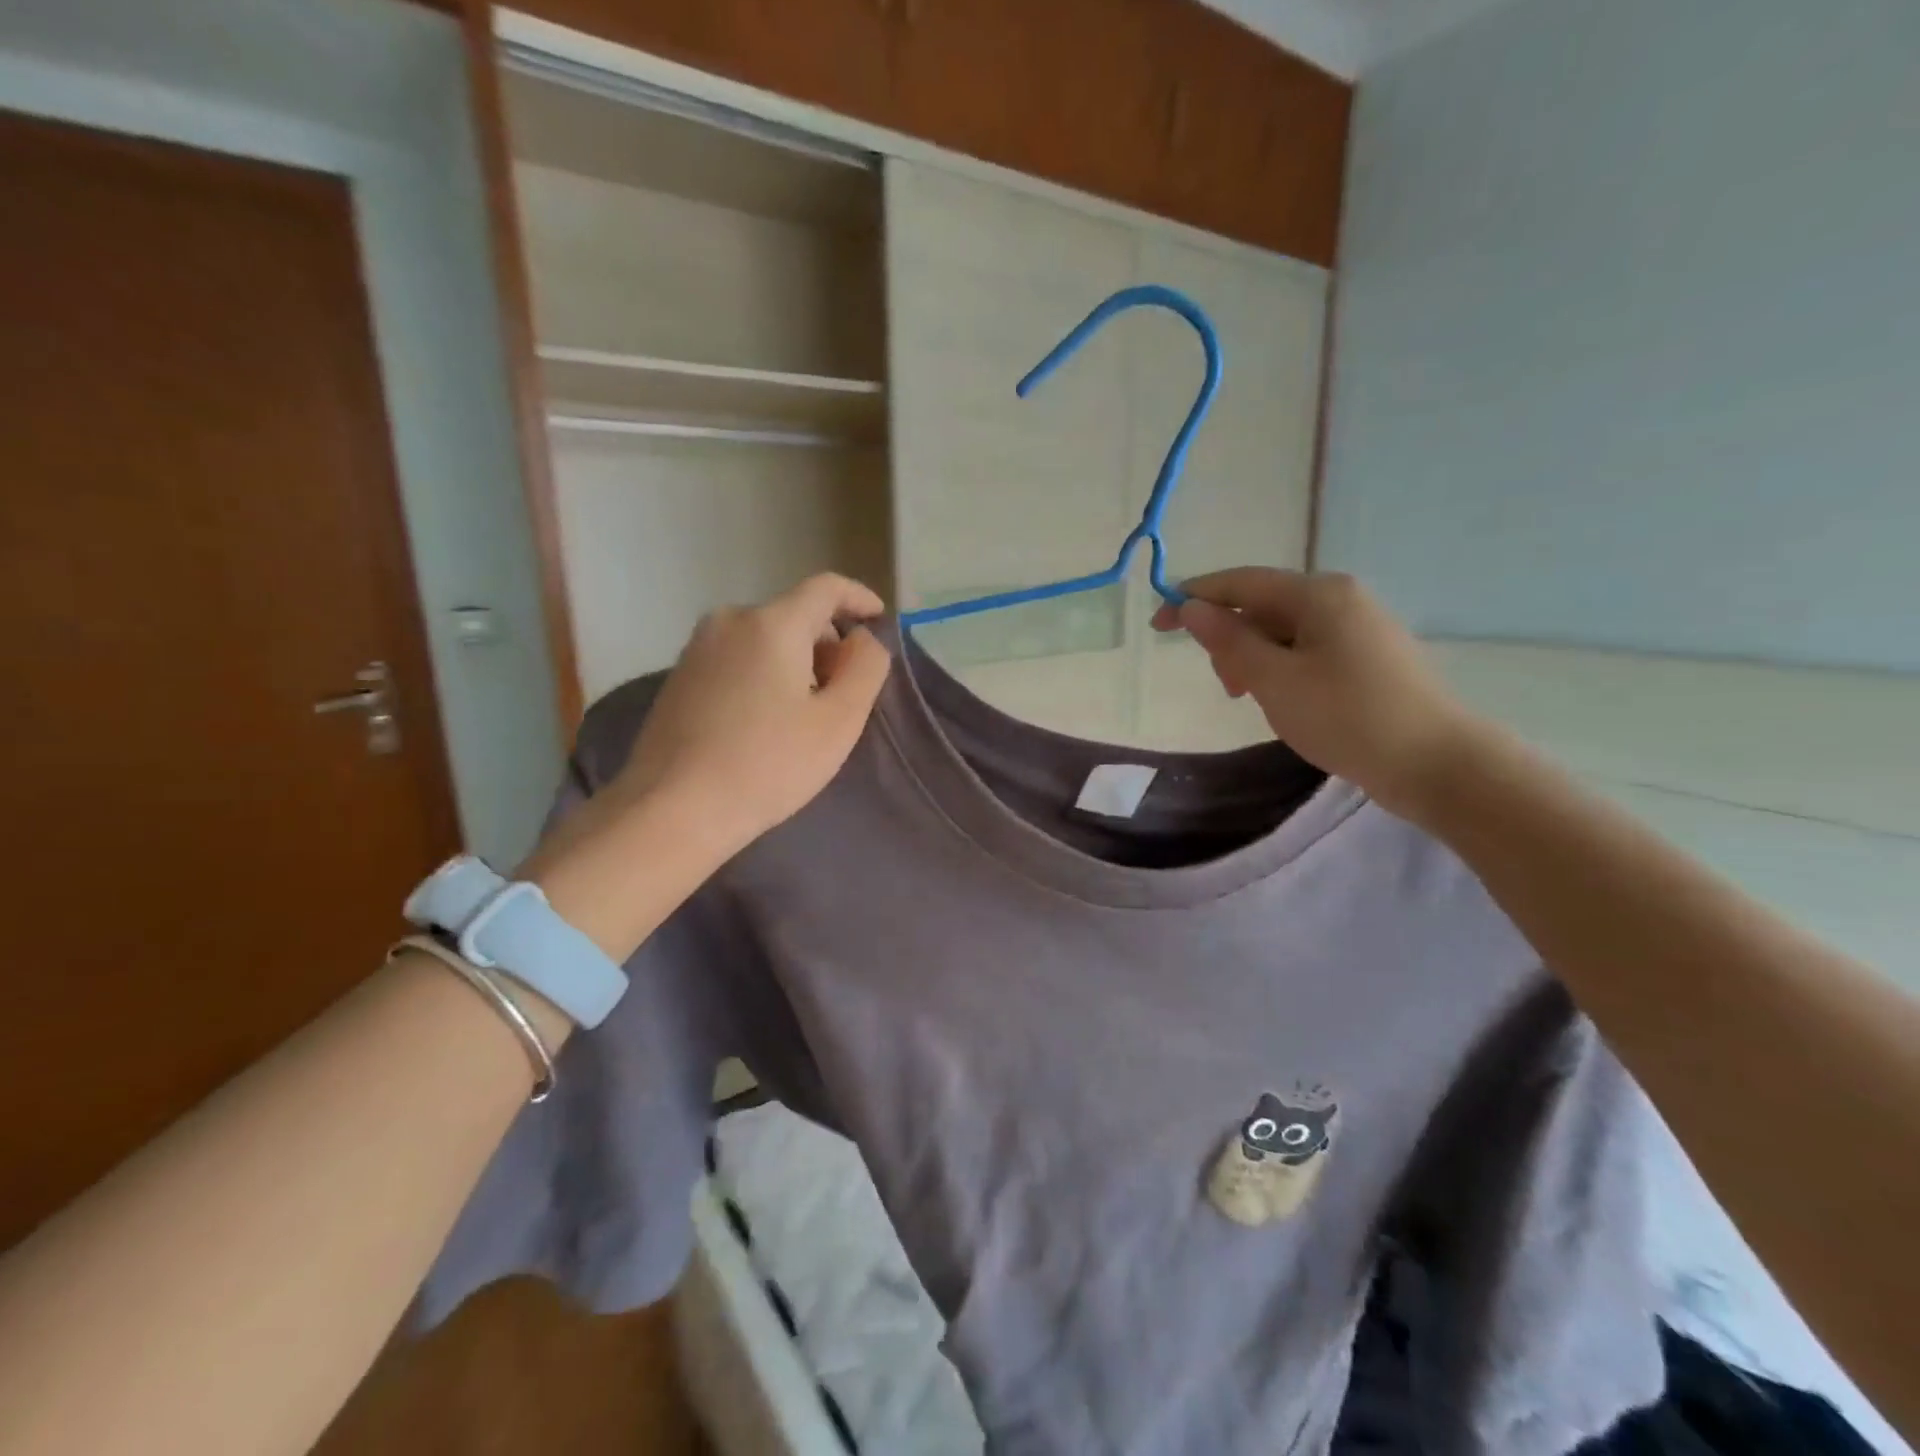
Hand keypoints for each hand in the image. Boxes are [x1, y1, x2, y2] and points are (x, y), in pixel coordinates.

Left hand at [613, 573, 892, 848]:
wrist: (673, 809)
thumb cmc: (768, 765)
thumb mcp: (838, 721)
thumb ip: (865, 668)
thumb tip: (862, 639)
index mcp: (772, 623)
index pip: (826, 587)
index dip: (859, 598)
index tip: (879, 621)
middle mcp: (730, 620)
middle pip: (795, 614)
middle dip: (827, 643)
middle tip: (844, 692)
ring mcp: (697, 647)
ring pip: (764, 637)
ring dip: (795, 660)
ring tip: (805, 712)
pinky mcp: (679, 676)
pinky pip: (737, 658)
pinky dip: (763, 673)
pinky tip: (765, 720)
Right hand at [1152, 568, 1485, 819]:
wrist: (1437, 764)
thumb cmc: (1347, 718)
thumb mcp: (1274, 680)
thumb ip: (1229, 640)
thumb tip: (1191, 607)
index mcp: (1318, 594)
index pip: (1240, 583)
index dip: (1193, 598)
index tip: (1156, 625)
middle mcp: (1340, 598)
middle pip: (1262, 606)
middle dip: (1231, 640)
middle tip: (1228, 688)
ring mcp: (1359, 627)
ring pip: (1283, 632)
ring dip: (1255, 660)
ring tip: (1257, 702)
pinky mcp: (1369, 656)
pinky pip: (1307, 650)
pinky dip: (1282, 670)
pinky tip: (1287, 702)